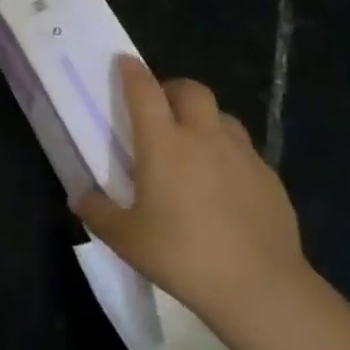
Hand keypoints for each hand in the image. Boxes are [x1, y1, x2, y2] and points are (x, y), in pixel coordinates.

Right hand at [77, 58, 307, 325]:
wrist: (260, 288)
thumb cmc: (183, 256)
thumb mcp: (126, 239)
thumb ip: (98, 212)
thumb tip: (80, 197)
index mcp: (163, 143)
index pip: (144, 90)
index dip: (132, 71)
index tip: (124, 62)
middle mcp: (203, 136)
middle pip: (191, 90)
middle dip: (173, 89)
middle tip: (161, 108)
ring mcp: (242, 154)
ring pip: (222, 116)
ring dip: (204, 118)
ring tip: (195, 143)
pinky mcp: (269, 177)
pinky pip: (245, 150)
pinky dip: (229, 153)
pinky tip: (225, 183)